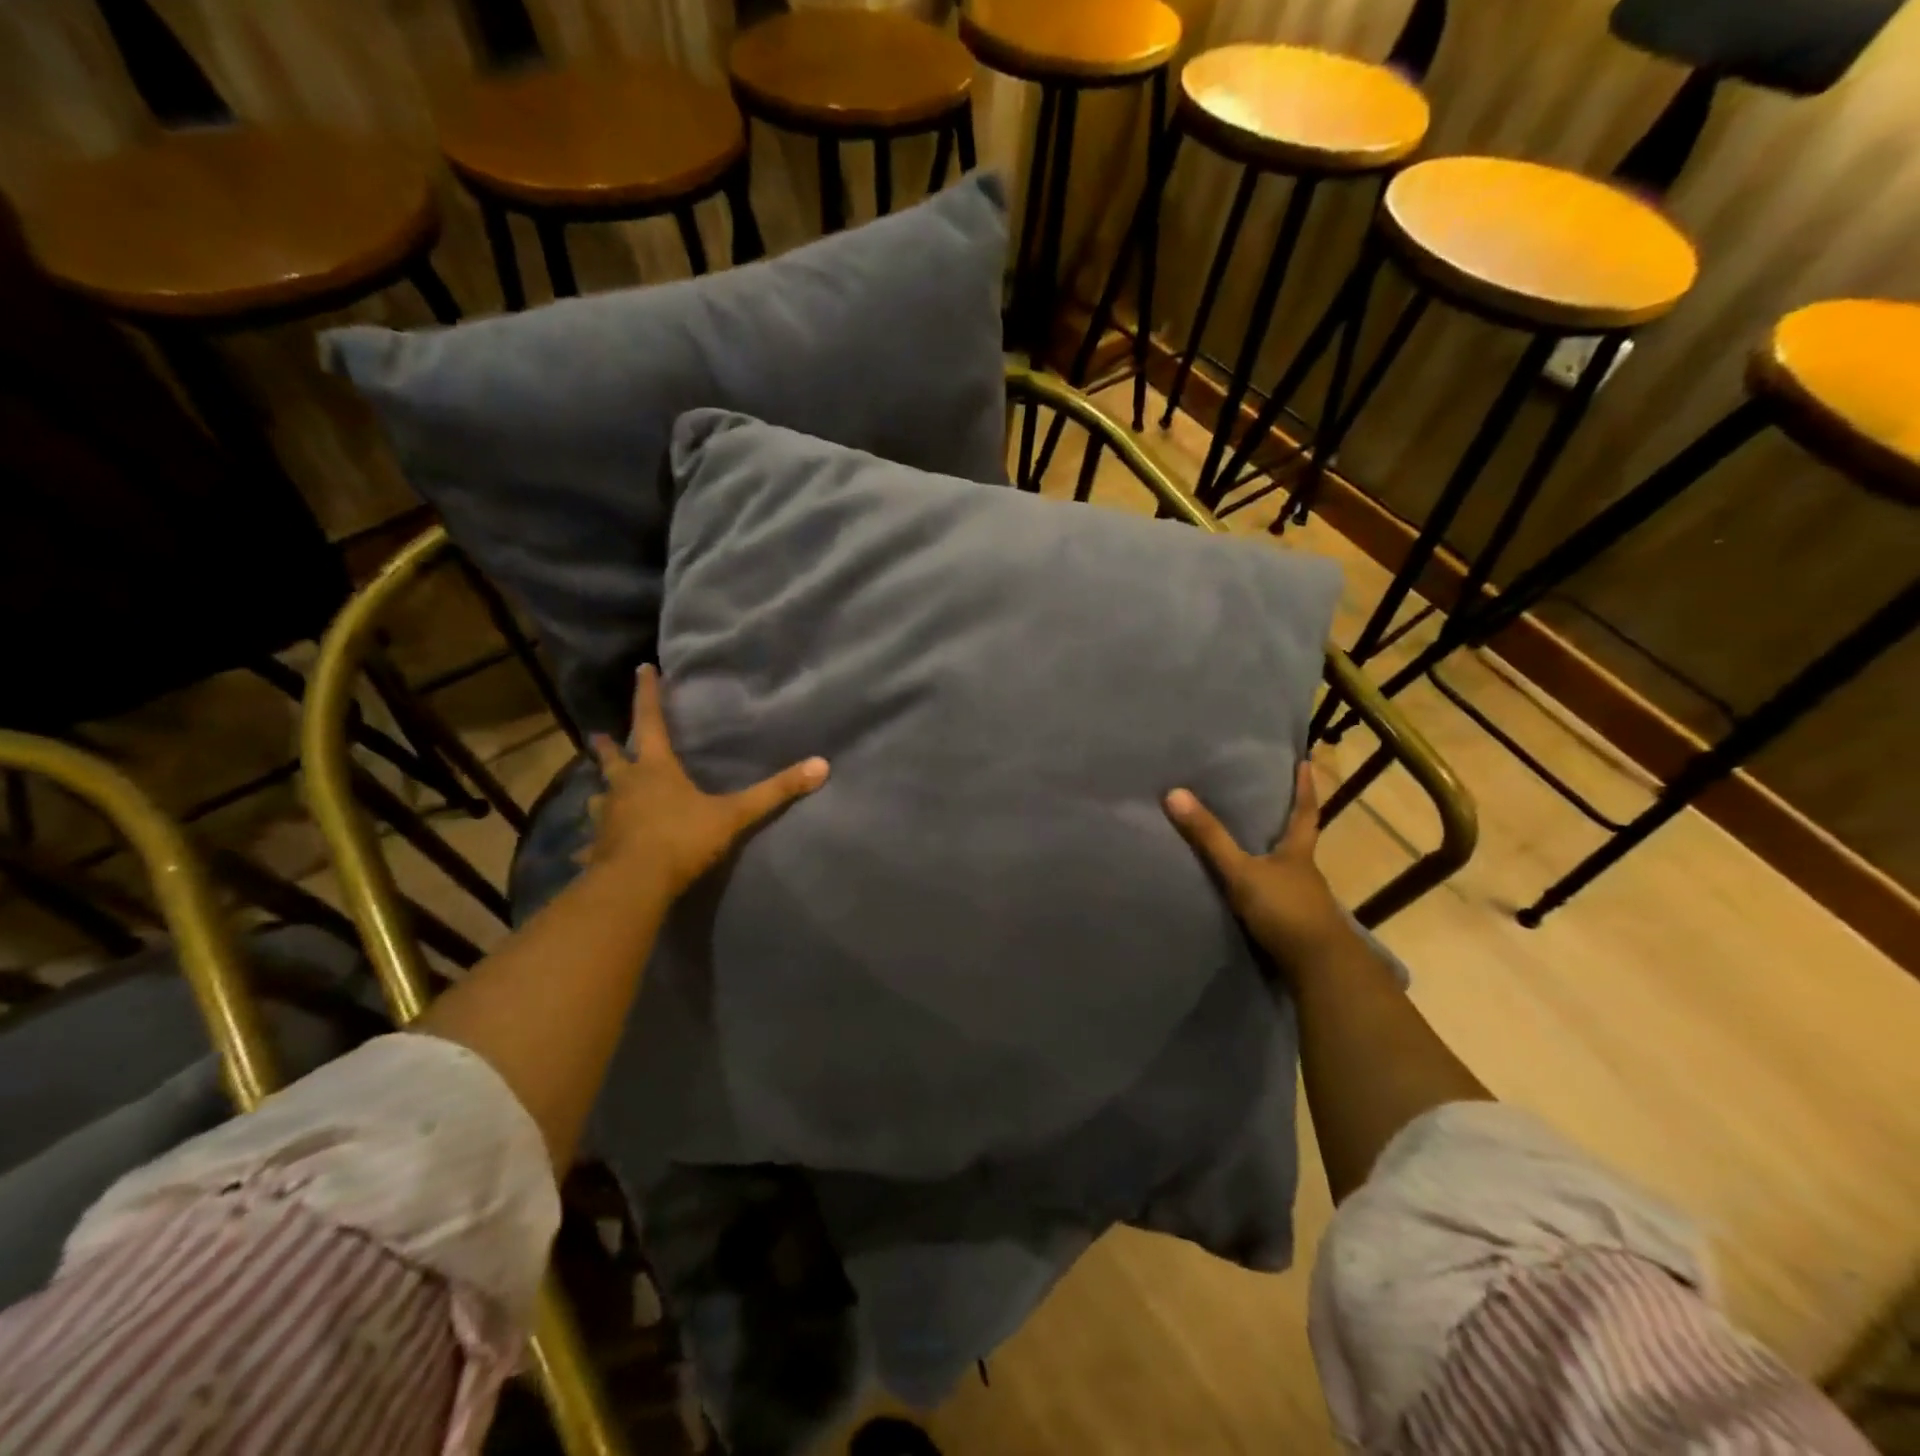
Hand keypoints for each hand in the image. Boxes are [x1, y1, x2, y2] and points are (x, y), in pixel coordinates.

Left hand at [586, 665, 828, 899]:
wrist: (635, 885)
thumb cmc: (682, 839)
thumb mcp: (734, 814)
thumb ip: (775, 792)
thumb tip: (821, 766)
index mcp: (655, 770)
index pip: (650, 721)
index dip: (648, 693)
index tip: (642, 668)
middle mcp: (625, 787)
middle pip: (612, 759)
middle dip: (608, 746)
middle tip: (598, 736)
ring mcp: (606, 818)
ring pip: (599, 798)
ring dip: (601, 792)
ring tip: (600, 792)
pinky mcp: (597, 849)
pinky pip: (593, 844)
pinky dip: (591, 844)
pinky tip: (584, 852)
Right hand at [1164, 762, 1352, 976]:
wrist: (1318, 968)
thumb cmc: (1285, 910)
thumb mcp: (1241, 871)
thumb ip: (1209, 837)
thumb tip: (1174, 793)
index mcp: (1298, 853)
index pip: (1304, 813)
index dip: (1304, 788)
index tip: (1306, 763)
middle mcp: (1304, 874)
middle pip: (1298, 842)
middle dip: (1287, 824)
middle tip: (1270, 802)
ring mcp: (1303, 903)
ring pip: (1287, 873)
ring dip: (1273, 861)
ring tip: (1250, 847)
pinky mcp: (1294, 928)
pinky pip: (1277, 899)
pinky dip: (1266, 891)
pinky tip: (1249, 894)